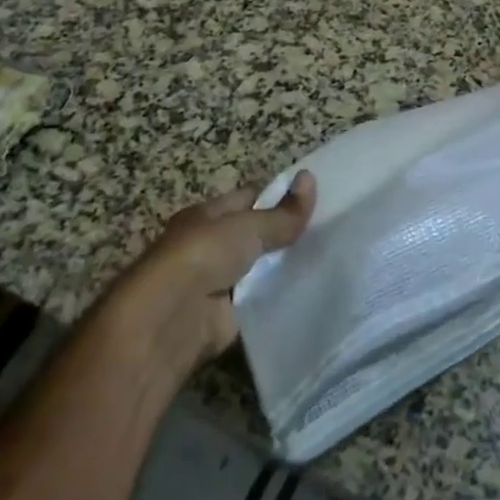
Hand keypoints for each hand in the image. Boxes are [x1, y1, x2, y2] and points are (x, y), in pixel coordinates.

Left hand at [119, 172, 316, 372]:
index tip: (316, 197)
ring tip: (330, 257)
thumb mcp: (247, 226)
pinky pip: (261, 301)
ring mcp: (218, 283)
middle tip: (330, 228)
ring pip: (262, 268)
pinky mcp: (227, 318)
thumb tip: (312, 178)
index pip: (249, 198)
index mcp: (208, 216)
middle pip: (256, 235)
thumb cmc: (202, 256)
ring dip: (285, 266)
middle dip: (286, 233)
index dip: (279, 196)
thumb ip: (282, 212)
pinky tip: (313, 290)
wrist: (169, 321)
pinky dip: (281, 298)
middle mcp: (210, 246)